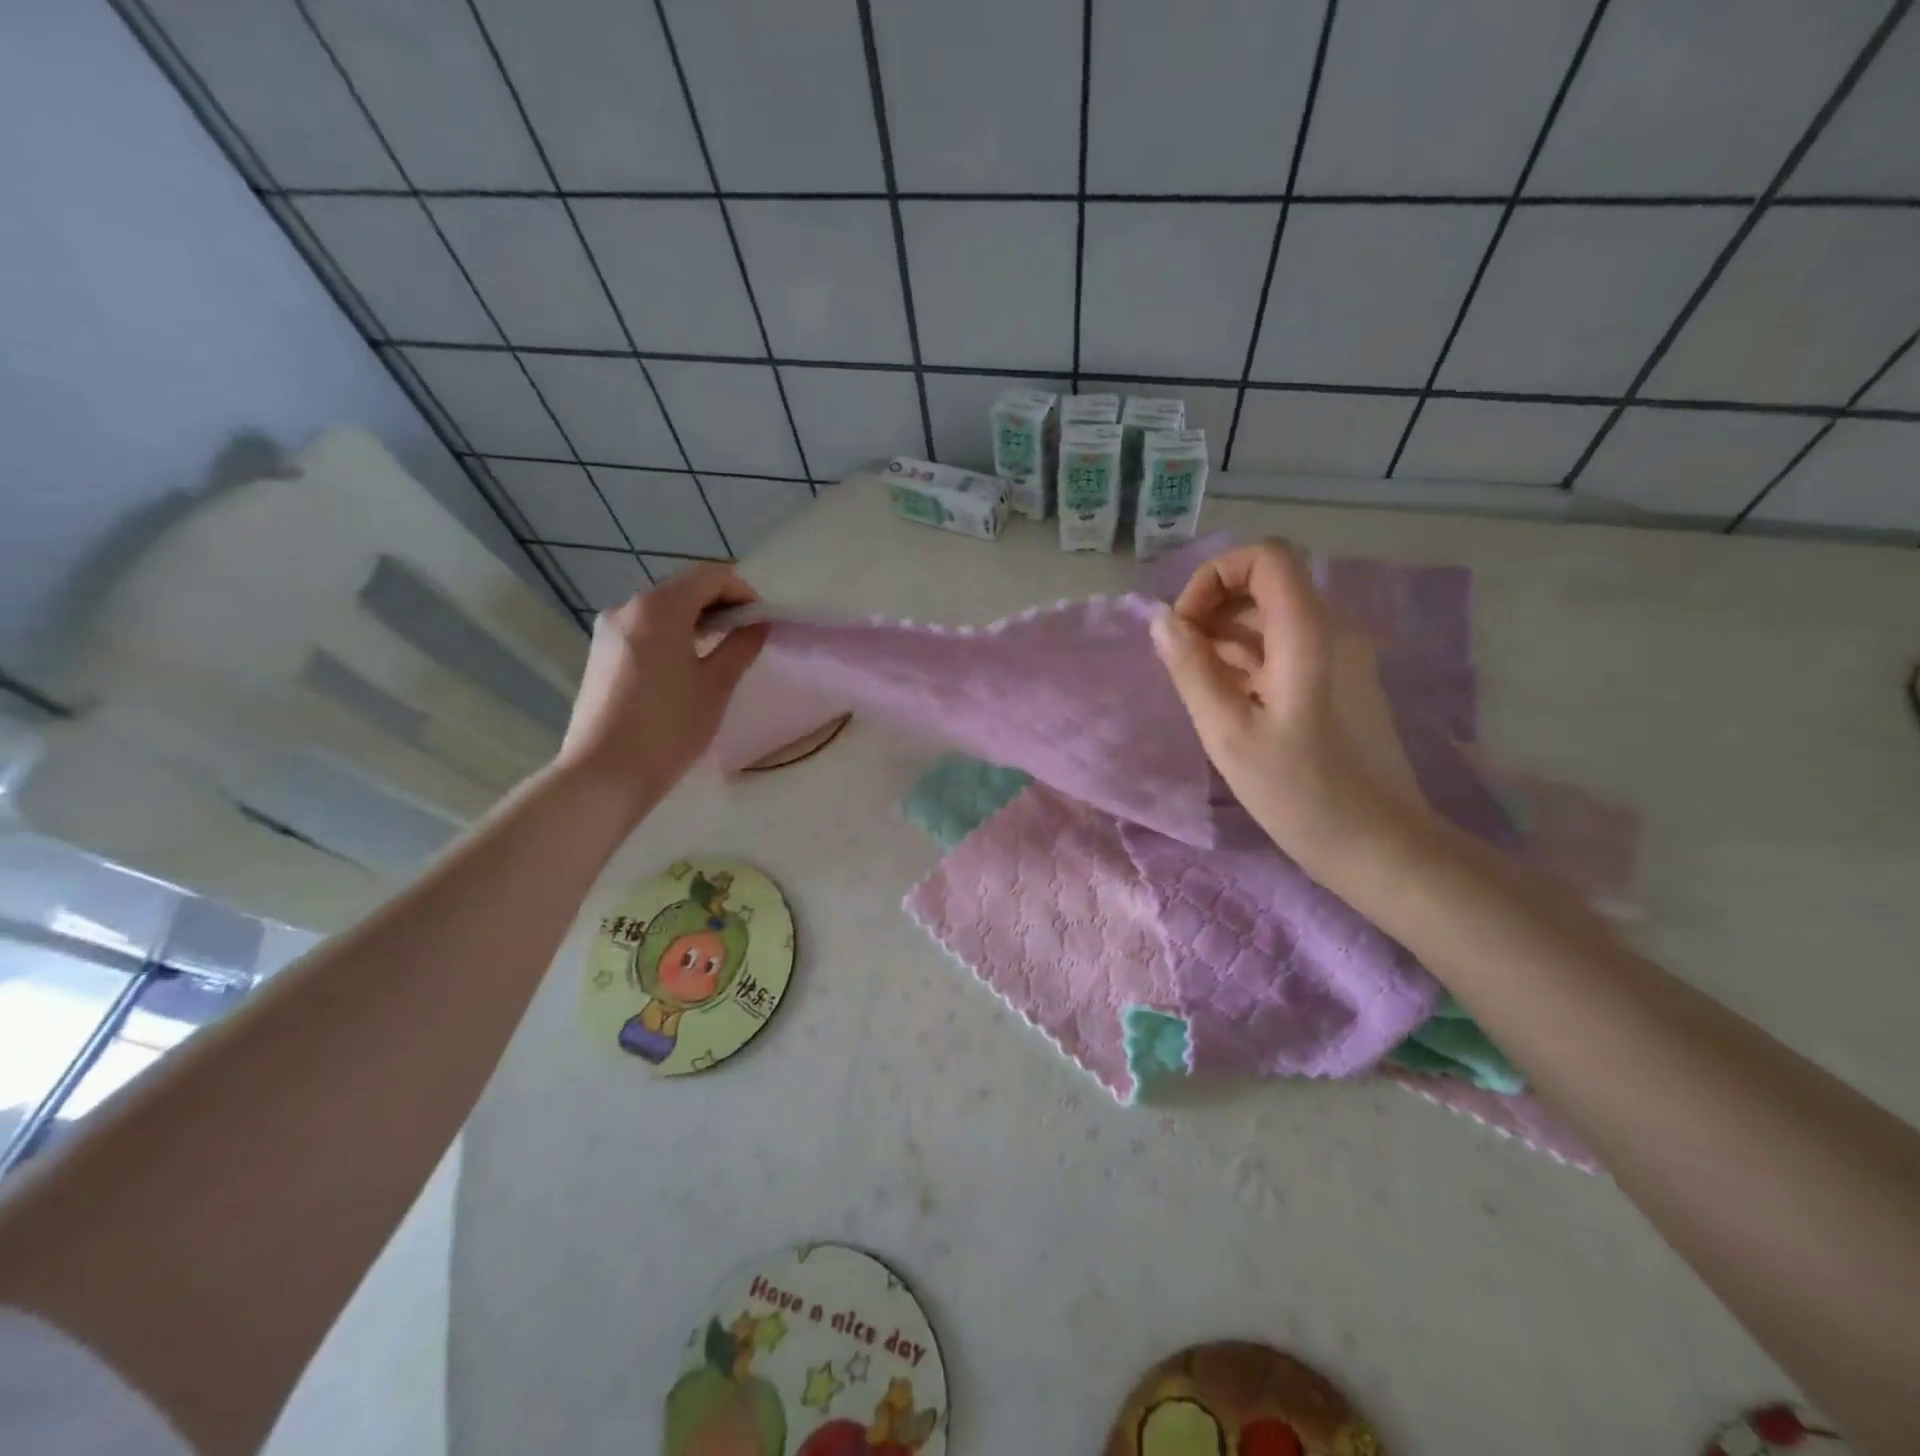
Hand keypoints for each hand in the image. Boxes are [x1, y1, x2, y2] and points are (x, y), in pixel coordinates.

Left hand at [555, 563, 767, 819]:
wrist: (605, 773)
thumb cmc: (669, 727)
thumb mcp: (715, 686)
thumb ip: (740, 647)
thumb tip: (757, 626)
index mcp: (659, 607)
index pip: (710, 576)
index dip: (742, 591)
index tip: (761, 621)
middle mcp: (628, 607)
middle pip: (683, 588)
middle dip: (719, 604)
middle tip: (745, 637)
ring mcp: (608, 630)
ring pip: (661, 609)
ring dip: (695, 620)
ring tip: (718, 653)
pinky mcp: (600, 653)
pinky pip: (643, 629)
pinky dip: (671, 634)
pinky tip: (685, 667)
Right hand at [1150, 540, 1428, 869]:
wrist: (1377, 845)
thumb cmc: (1298, 792)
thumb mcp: (1228, 733)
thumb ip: (1192, 669)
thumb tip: (1161, 620)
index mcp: (1309, 634)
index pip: (1266, 557)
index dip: (1216, 575)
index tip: (1185, 624)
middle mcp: (1333, 631)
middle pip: (1268, 584)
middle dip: (1214, 607)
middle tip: (1181, 658)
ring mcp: (1341, 657)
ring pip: (1275, 618)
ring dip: (1228, 636)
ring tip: (1196, 684)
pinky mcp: (1340, 683)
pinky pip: (1288, 648)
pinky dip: (1250, 659)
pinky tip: (1227, 700)